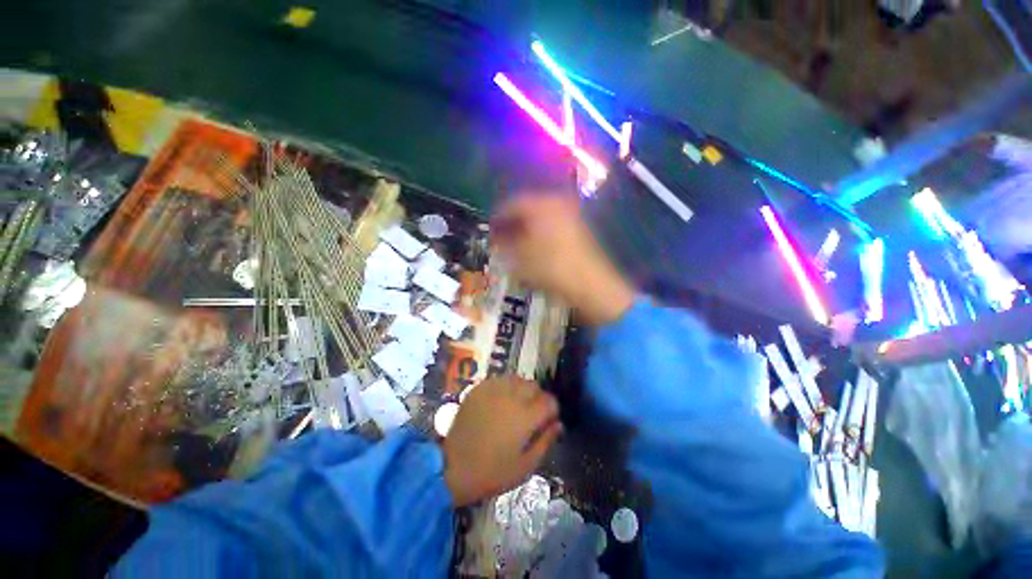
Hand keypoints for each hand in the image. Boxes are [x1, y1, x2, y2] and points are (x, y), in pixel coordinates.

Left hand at [443, 375, 560, 506]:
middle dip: (538, 398)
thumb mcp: (525, 466)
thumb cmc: (492, 472)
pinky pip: (499, 380)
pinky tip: (499, 402)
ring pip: (518, 379)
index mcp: (526, 416)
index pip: (550, 401)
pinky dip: (504, 387)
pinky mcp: (479, 388)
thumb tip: (558, 424)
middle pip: (535, 386)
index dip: (552, 411)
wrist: (452, 466)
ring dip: (522, 390)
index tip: (547, 421)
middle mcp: (512, 396)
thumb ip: (546, 442)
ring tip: (515, 406)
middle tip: (530, 415)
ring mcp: (494, 389)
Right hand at [491, 194, 634, 325]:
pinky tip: (533, 247)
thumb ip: (505, 244)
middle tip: (500, 237)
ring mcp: (571, 215)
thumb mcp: (520, 257)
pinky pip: (553, 225)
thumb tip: (498, 239)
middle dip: (512, 223)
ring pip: (541, 217)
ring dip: (526, 229)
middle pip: (528, 208)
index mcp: (542, 204)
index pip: (512, 204)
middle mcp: (558, 203)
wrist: (590, 284)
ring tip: (514, 244)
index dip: (498, 217)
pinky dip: (540, 233)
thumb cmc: (551, 267)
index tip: (489, 229)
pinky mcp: (579, 229)